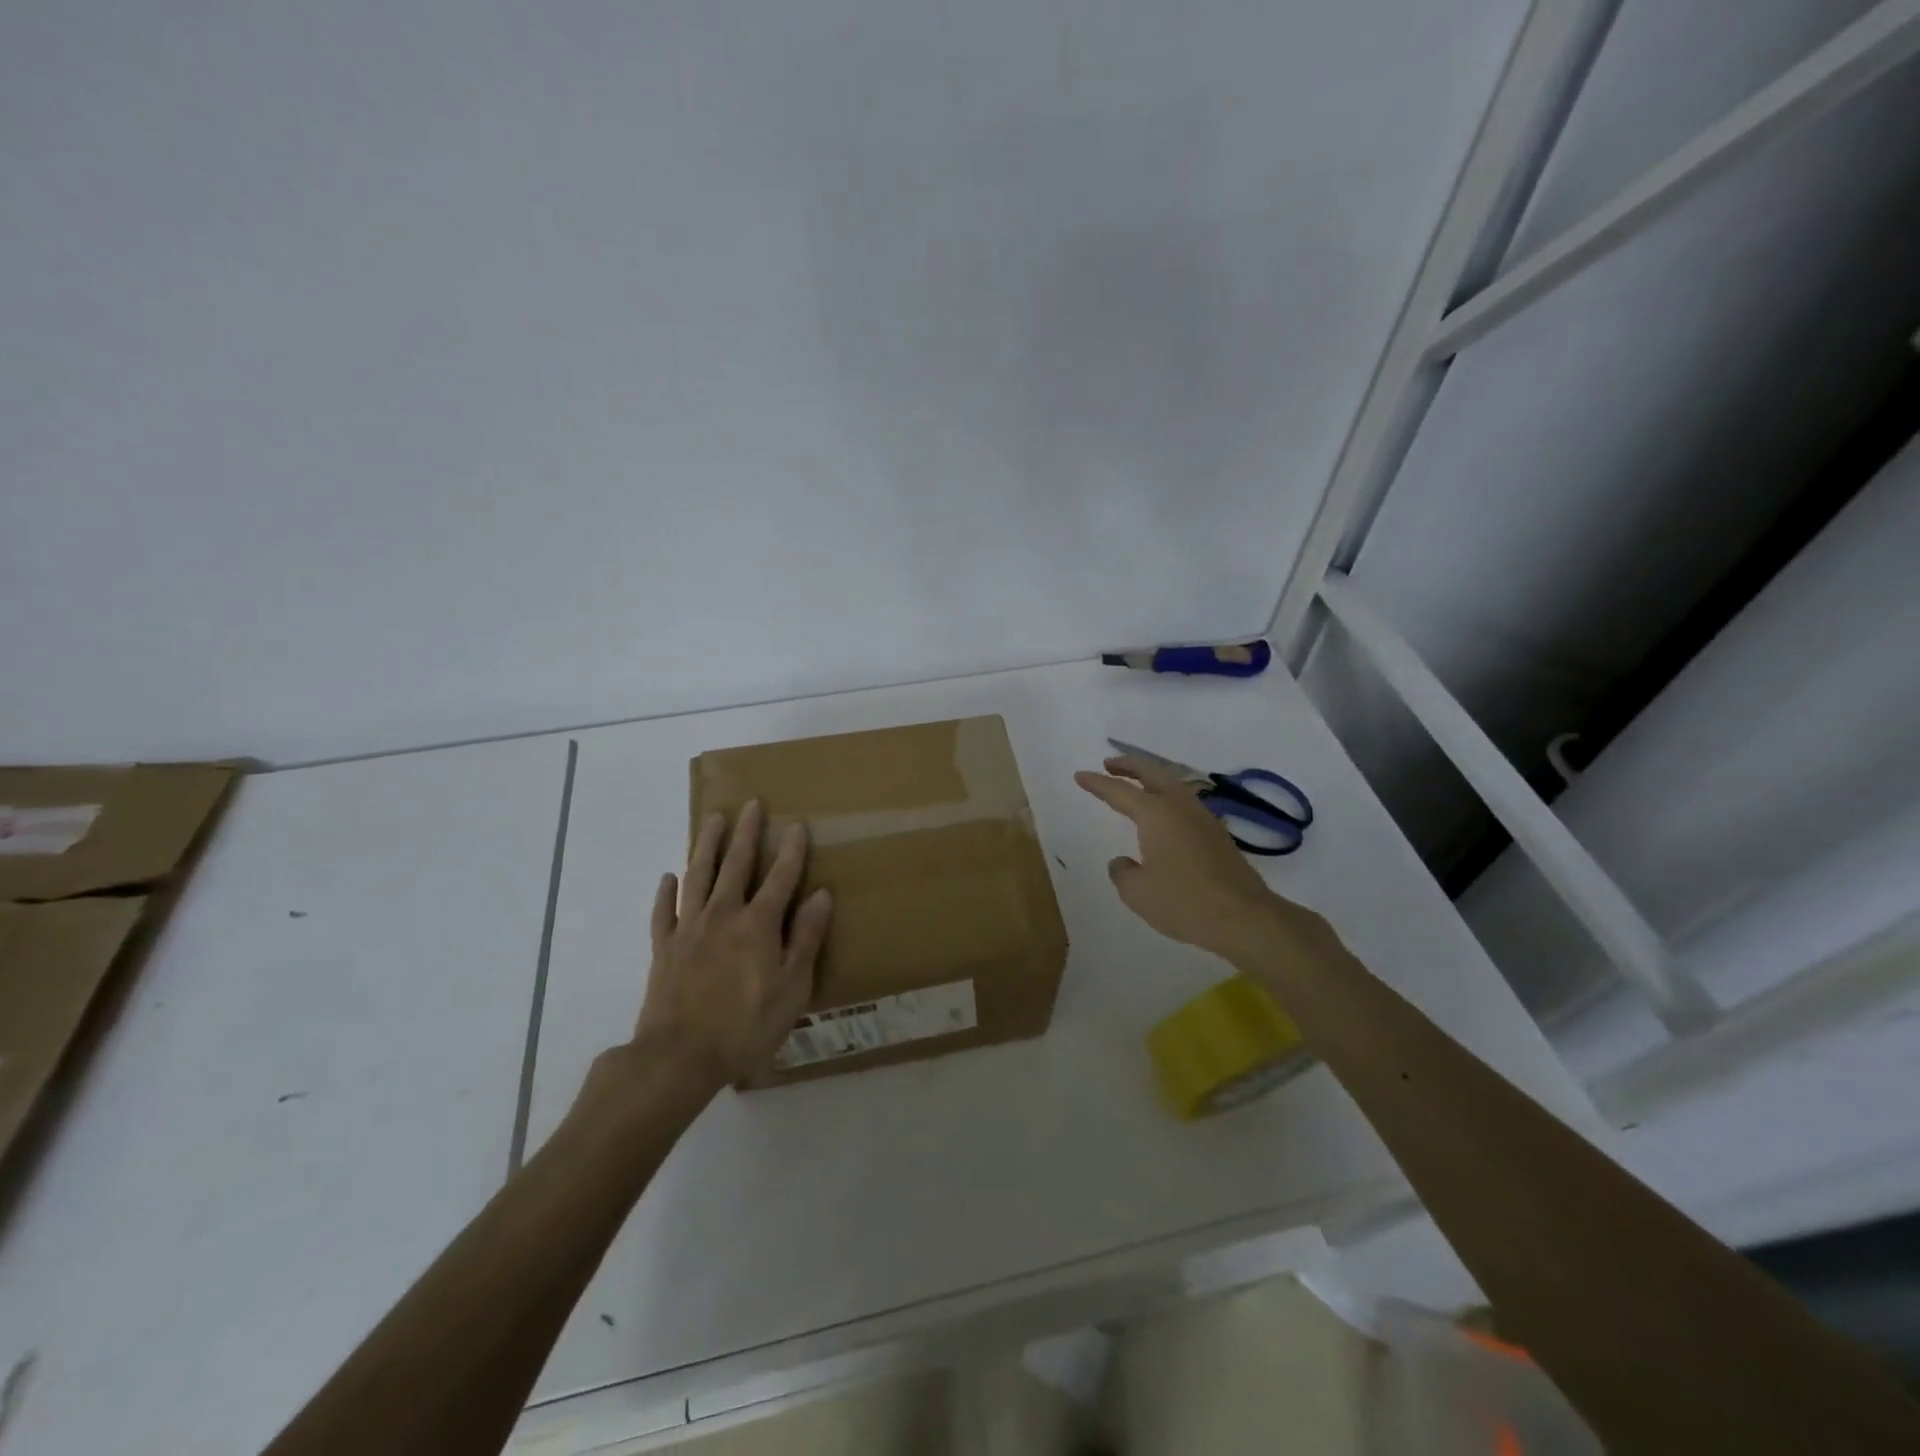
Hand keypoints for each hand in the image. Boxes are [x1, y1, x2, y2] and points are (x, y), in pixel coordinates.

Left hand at [630, 800, 832, 1092]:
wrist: (678, 1057)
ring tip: (712, 818)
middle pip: (736, 864)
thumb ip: (806, 938)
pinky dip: (666, 892)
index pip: (780, 877)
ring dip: (706, 844)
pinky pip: (664, 911)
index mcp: (758, 925)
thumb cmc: (746, 1026)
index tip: (796, 824)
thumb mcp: (792, 987)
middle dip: (746, 832)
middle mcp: (723, 915)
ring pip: (698, 875)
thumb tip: (822, 895)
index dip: (790, 850)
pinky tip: (668, 877)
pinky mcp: (664, 947)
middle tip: (751, 803)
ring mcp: (689, 928)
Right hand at [1075, 755, 1320, 962]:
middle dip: (1129, 765)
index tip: (1080, 775)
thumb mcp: (1137, 893)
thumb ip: (1123, 872)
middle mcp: (1180, 807)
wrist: (1244, 917)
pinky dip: (1168, 798)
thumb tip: (1123, 862)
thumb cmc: (1184, 902)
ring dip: (1152, 779)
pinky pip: (1186, 803)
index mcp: (1155, 814)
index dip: (1097, 783)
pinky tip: (1164, 816)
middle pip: (1152, 773)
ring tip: (1136, 785)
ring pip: (1173, 785)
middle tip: (1110, 764)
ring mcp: (1203, 818)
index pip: (1119, 790)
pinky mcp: (1217, 834)